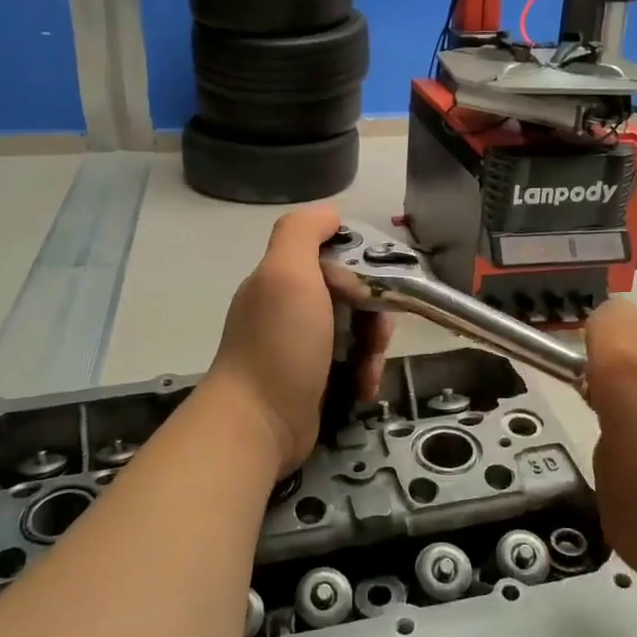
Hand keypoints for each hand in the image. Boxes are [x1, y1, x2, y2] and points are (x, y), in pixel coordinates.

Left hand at [203, 205, 392, 476]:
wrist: (259, 422)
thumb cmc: (279, 344)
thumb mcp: (287, 273)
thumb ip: (302, 232)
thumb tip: (330, 214)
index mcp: (282, 278)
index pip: (335, 256)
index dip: (361, 268)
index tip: (374, 288)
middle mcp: (289, 308)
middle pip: (352, 296)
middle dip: (374, 315)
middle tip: (377, 337)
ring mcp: (300, 347)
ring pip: (356, 333)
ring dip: (372, 349)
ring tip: (368, 371)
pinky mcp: (313, 381)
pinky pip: (351, 365)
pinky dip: (363, 374)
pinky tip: (363, 390)